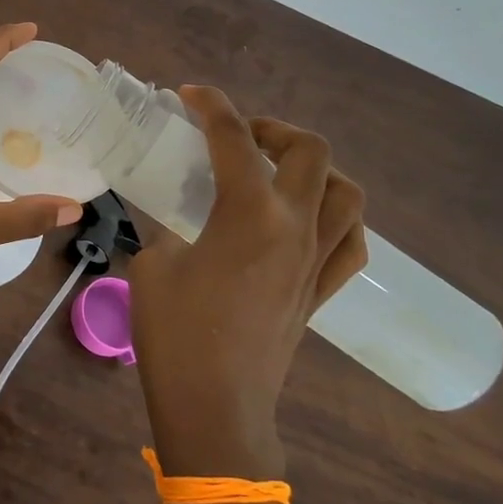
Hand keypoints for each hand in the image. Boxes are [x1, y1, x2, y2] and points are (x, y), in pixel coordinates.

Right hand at [129, 86, 366, 478]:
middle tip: (238, 137)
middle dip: (274, 128)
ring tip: (278, 173)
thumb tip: (170, 216)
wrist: (215, 408)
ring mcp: (316, 260)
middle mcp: (294, 227)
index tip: (190, 95)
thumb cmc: (175, 334)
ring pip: (346, 192)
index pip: (233, 138)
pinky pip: (351, 242)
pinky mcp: (321, 291)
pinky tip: (308, 220)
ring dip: (315, 169)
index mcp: (249, 213)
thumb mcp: (151, 265)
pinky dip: (337, 217)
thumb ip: (165, 228)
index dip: (211, 105)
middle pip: (310, 151)